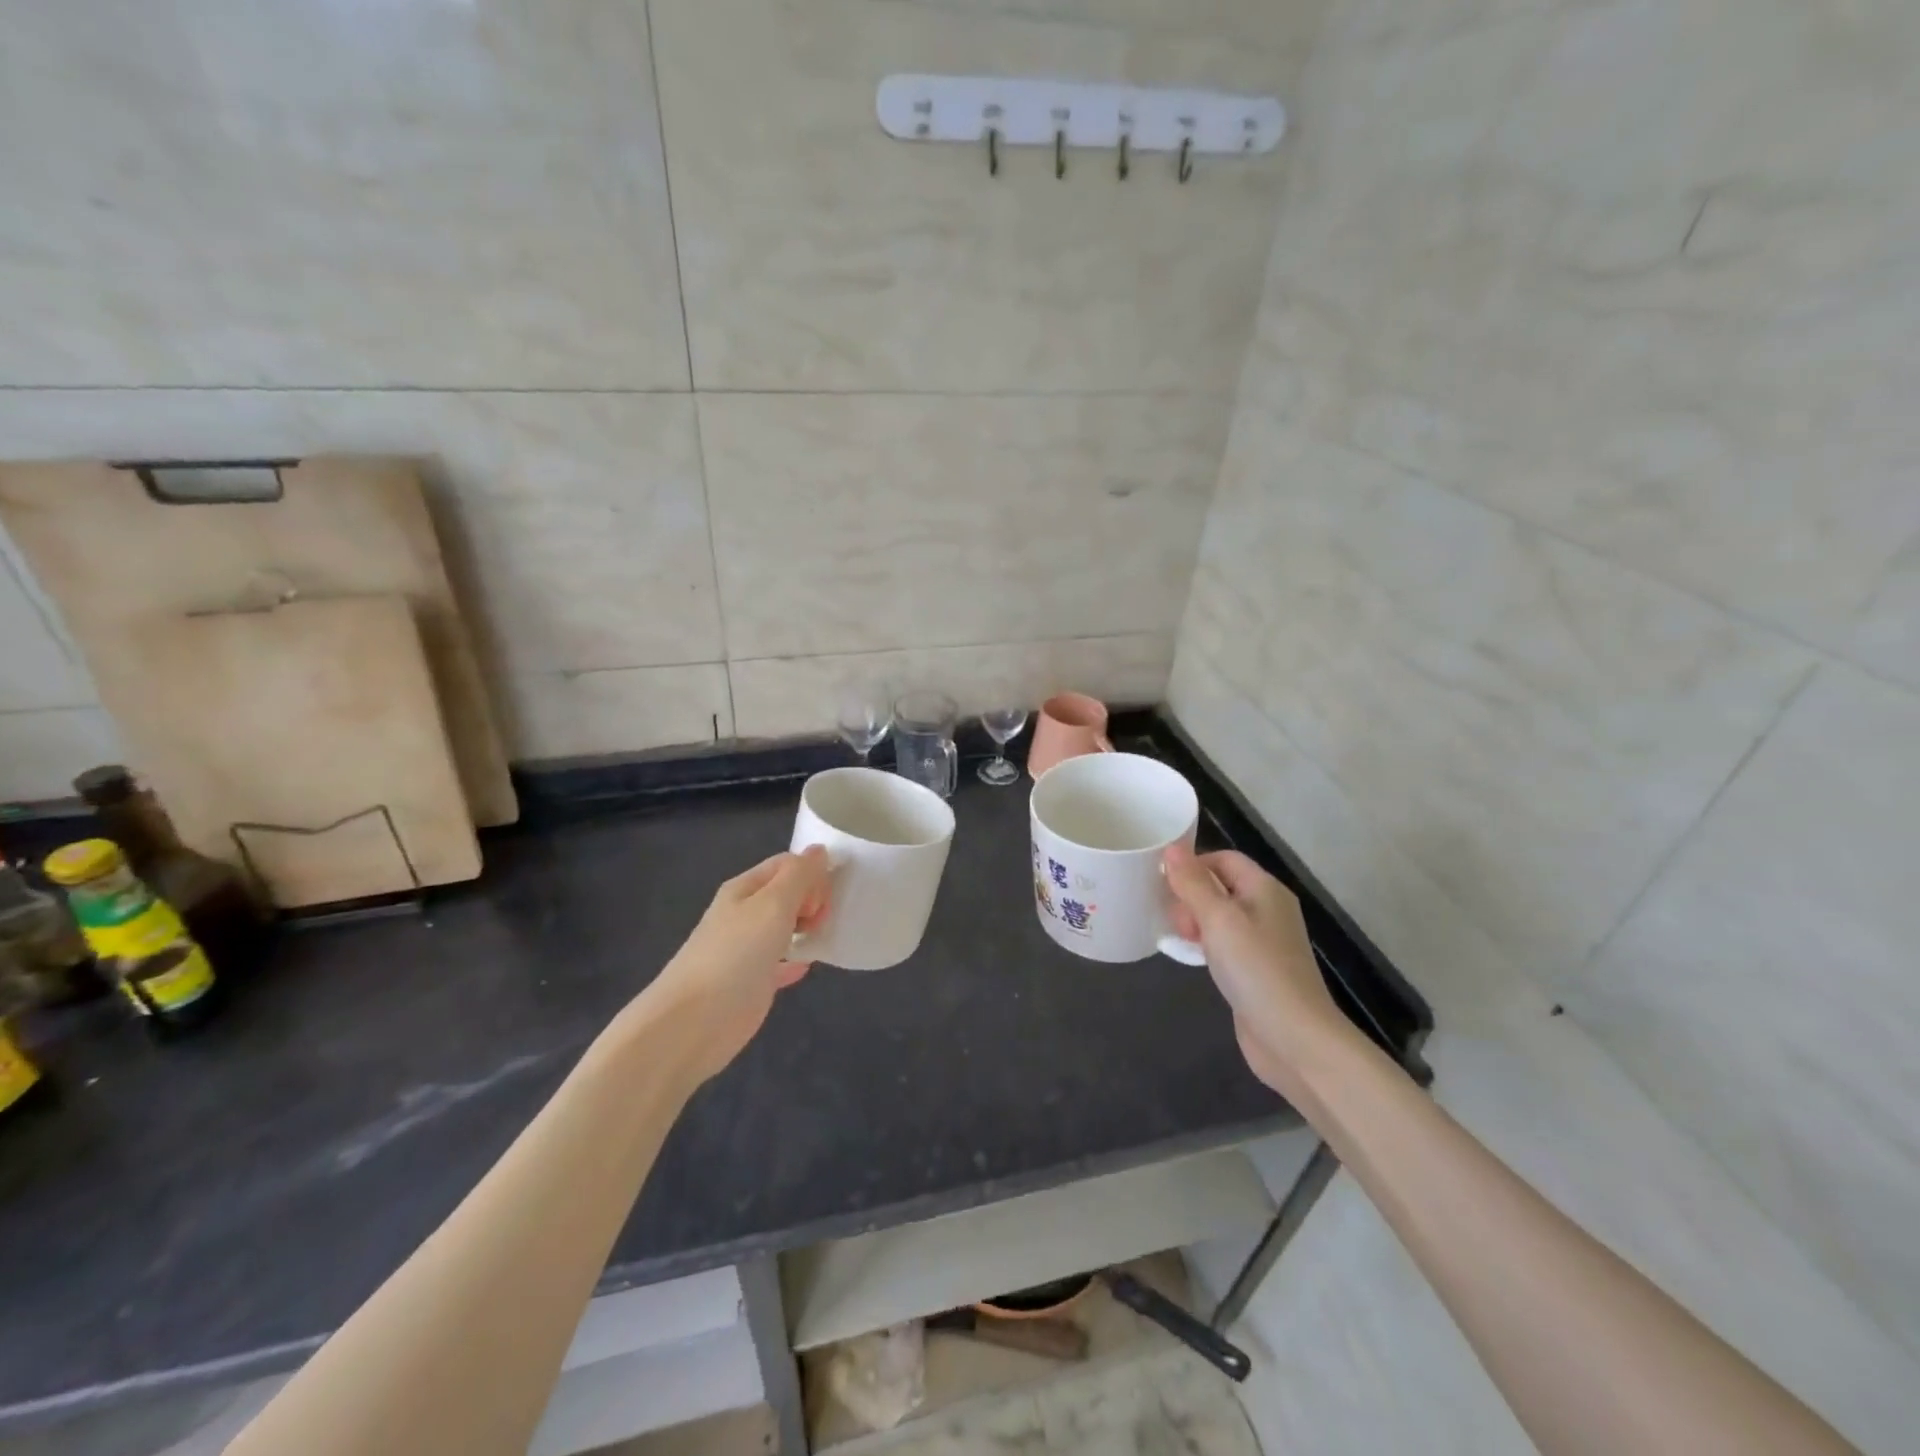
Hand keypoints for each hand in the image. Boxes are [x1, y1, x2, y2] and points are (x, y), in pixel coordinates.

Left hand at [642, 847, 829, 1086]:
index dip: (810, 874)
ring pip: (785, 926)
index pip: (786, 865)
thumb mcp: (773, 904)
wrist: (694, 1021)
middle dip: (812, 900)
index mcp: (744, 888)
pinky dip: (797, 958)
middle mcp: (744, 913)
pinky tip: (810, 964)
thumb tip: (819, 850)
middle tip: (819, 921)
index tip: (823, 898)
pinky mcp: (752, 980)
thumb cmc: (736, 953)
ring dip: (807, 926)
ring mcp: (747, 948)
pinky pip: (781, 961)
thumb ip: (799, 876)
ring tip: (823, 936)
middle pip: (787, 893)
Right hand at [1163, 844, 1354, 1101]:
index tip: (1162, 881)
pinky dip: (1204, 945)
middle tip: (1173, 919)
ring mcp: (1263, 942)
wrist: (1294, 1038)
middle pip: (1220, 886)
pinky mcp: (1255, 969)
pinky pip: (1223, 944)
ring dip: (1194, 922)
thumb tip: (1171, 848)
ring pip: (1219, 917)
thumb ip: (1193, 883)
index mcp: (1264, 889)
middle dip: (1190, 896)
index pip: (1224, 859)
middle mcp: (1266, 909)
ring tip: (1176, 938)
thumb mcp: (1218, 919)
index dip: (1193, 864)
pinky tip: (1190, 958)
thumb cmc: (1256, 968)